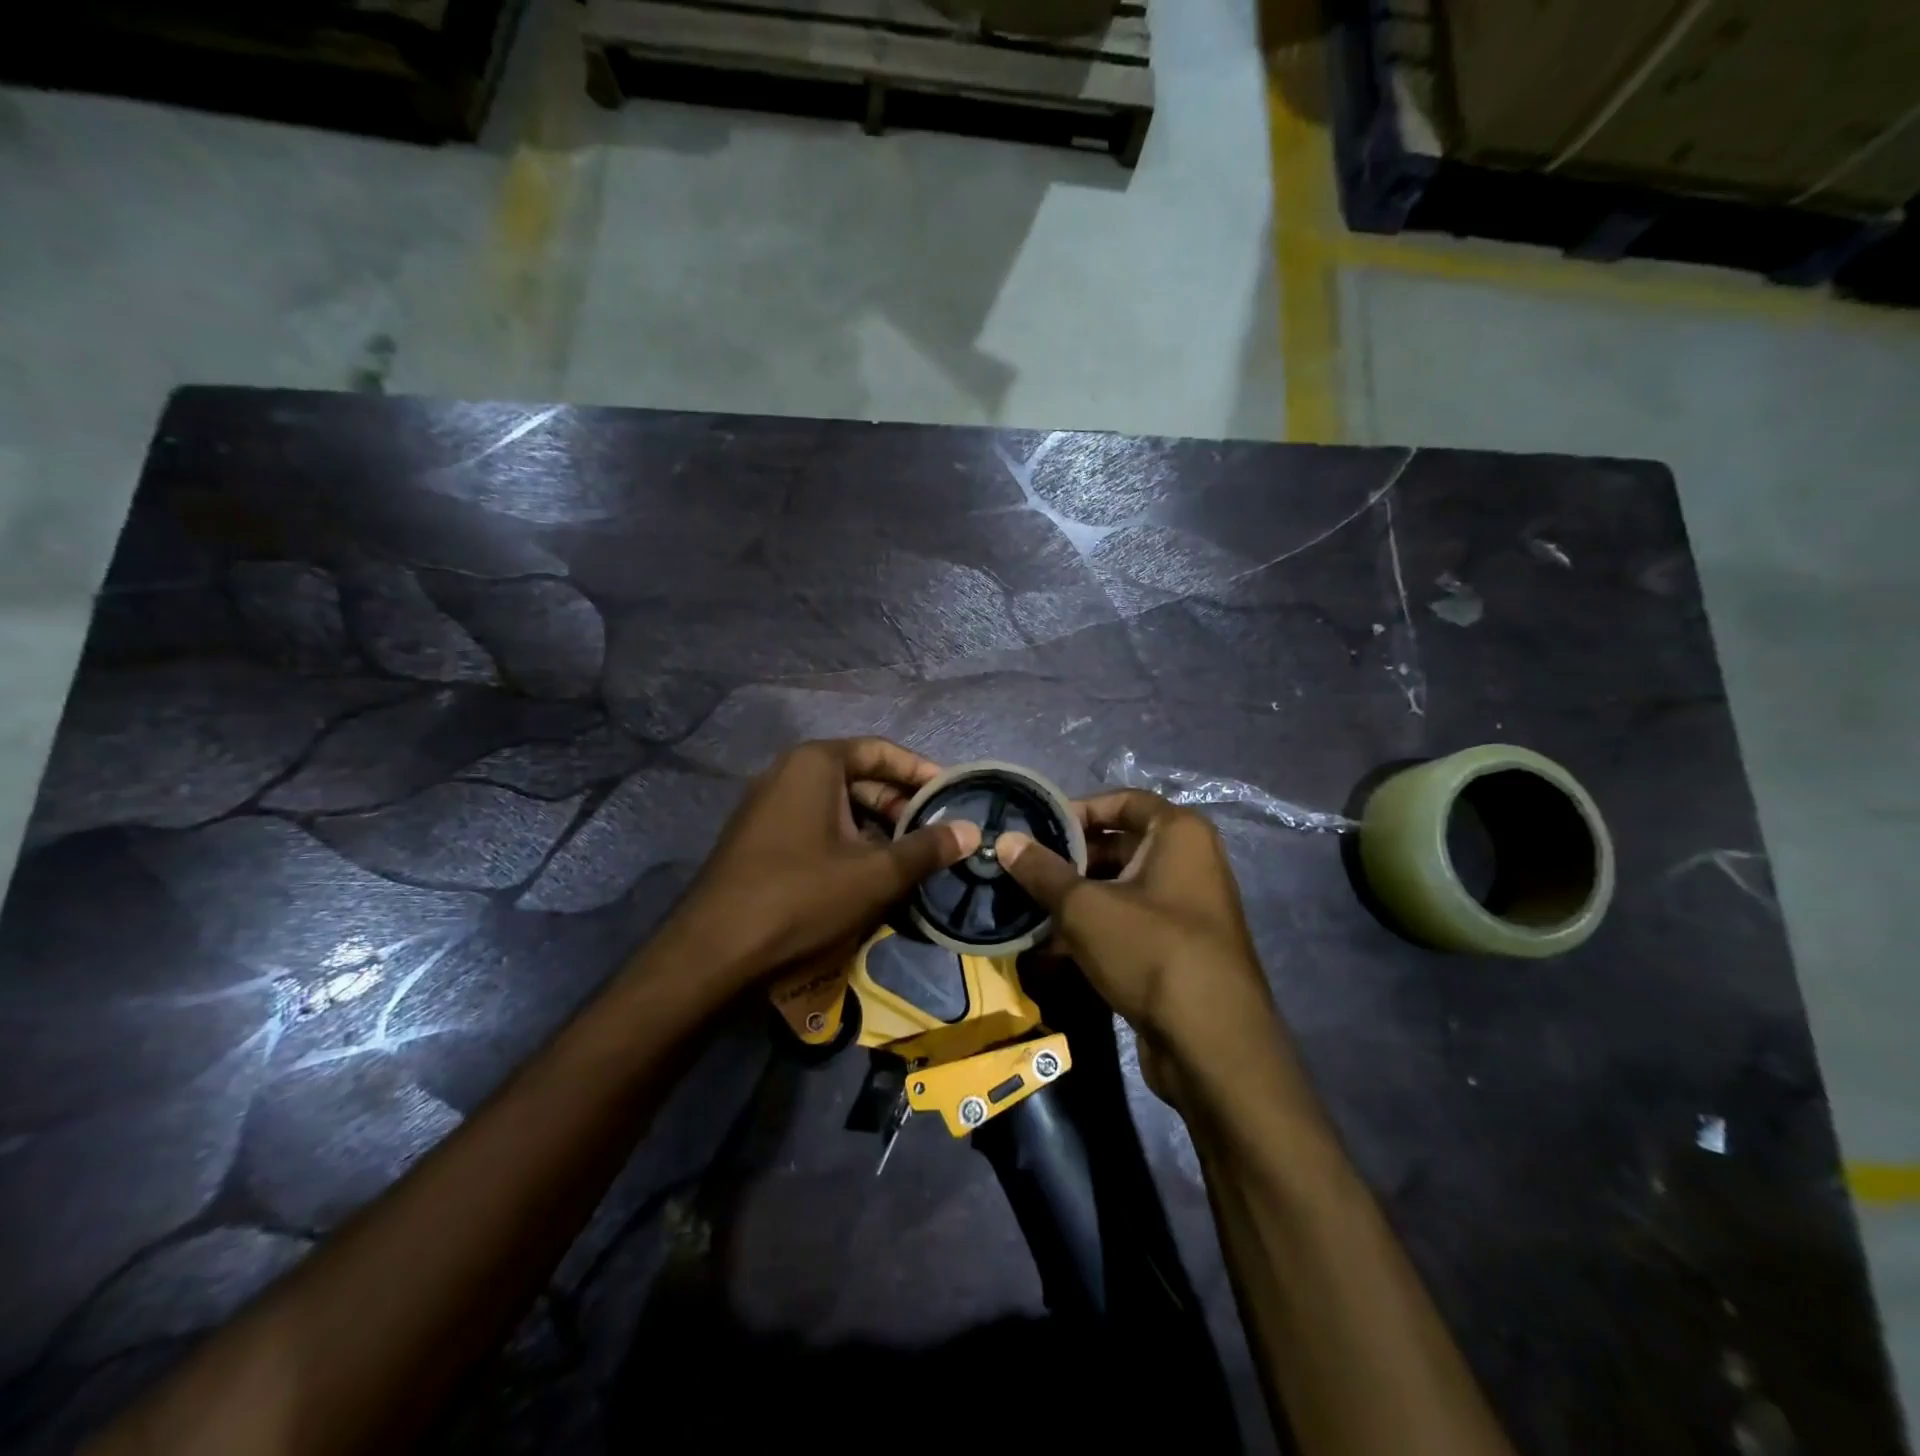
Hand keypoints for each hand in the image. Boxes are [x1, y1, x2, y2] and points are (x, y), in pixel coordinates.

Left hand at [657, 739, 979, 993]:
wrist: (713, 953)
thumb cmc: (801, 898)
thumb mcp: (876, 874)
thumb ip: (927, 848)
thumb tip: (973, 831)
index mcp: (815, 764)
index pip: (882, 751)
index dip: (921, 772)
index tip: (953, 796)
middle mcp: (787, 773)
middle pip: (859, 777)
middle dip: (899, 805)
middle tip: (933, 835)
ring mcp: (767, 806)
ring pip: (837, 806)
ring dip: (875, 829)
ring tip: (908, 859)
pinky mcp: (758, 838)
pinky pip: (814, 826)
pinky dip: (846, 842)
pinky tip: (866, 875)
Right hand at [996, 791, 1279, 1100]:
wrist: (1211, 1044)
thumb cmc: (1151, 950)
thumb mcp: (1085, 907)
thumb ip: (1042, 871)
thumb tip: (1004, 840)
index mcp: (1179, 833)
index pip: (1122, 801)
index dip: (1077, 810)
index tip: (1036, 829)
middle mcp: (1189, 861)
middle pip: (1118, 845)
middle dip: (1069, 860)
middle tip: (1023, 872)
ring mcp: (1186, 907)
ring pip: (1119, 888)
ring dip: (1075, 899)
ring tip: (1029, 910)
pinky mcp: (1177, 948)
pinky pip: (1128, 923)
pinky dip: (1094, 929)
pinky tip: (1051, 948)